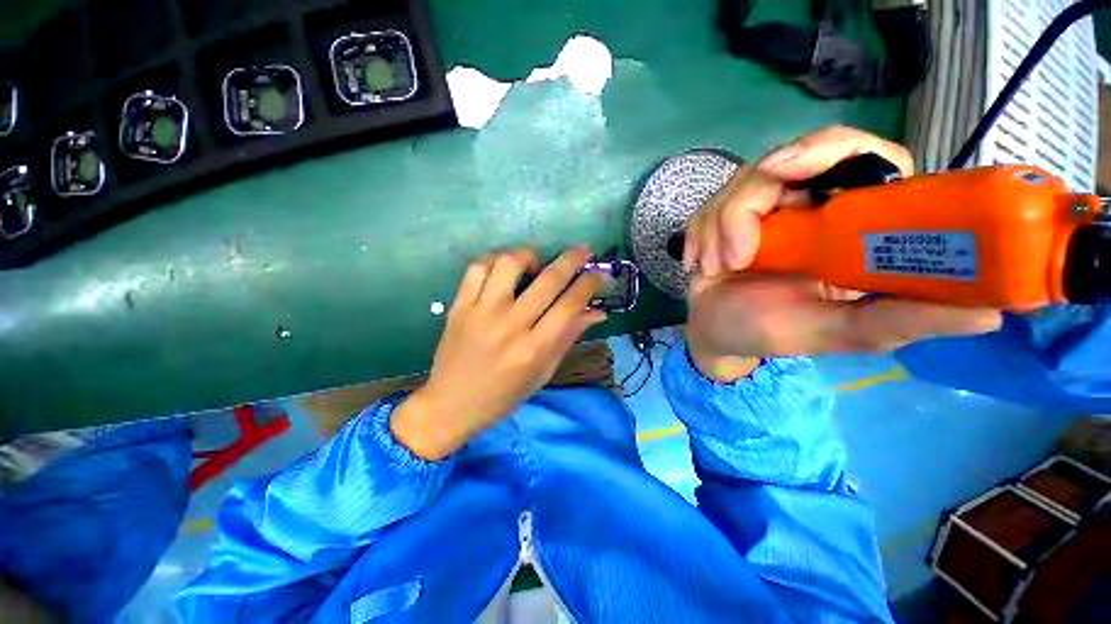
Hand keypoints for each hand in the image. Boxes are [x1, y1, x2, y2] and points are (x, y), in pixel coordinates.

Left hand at [391, 247, 604, 459]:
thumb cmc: (503, 396)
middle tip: (582, 251)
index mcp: (534, 349)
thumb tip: (596, 312)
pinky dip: (495, 260)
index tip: (598, 273)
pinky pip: (477, 268)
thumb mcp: (543, 373)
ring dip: (529, 255)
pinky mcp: (459, 306)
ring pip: (509, 264)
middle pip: (548, 280)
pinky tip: (504, 269)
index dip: (588, 284)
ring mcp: (481, 312)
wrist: (450, 404)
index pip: (570, 306)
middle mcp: (510, 326)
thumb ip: (568, 338)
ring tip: (536, 264)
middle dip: (572, 259)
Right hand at [681, 127, 1002, 381]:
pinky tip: (702, 265)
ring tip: (719, 269)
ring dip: (722, 228)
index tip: (793, 170)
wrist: (716, 333)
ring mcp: (763, 207)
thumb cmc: (773, 332)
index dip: (833, 150)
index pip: (864, 155)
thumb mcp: (838, 333)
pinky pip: (709, 205)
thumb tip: (992, 315)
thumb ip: (900, 322)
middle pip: (792, 158)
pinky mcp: (723, 215)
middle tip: (740, 237)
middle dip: (753, 194)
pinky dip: (701, 235)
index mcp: (852, 223)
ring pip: (739, 184)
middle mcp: (811, 204)